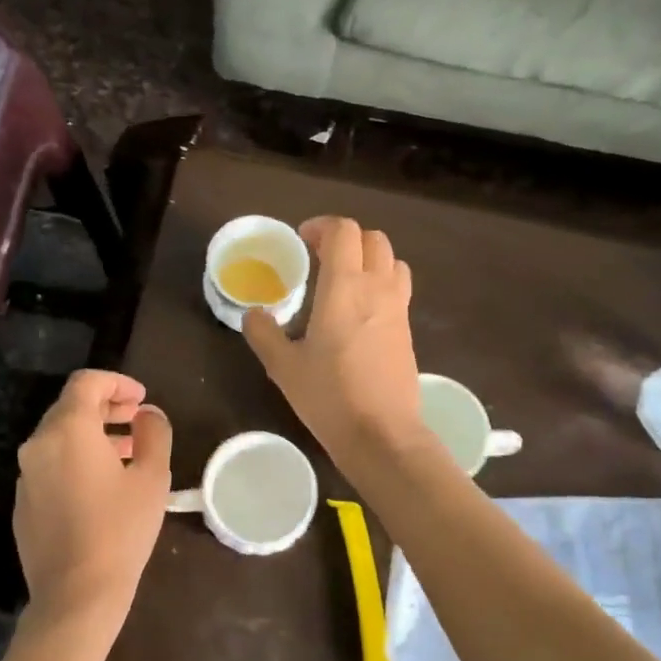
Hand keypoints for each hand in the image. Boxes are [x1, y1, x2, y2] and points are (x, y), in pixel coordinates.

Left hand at [13, 369, 172, 636]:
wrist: (76, 595)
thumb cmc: (120, 530)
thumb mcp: (152, 478)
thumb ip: (153, 433)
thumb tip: (148, 414)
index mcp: (68, 430)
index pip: (86, 382)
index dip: (117, 382)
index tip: (142, 399)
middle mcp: (38, 444)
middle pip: (70, 408)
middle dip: (106, 407)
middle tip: (138, 420)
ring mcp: (26, 475)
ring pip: (60, 438)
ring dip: (93, 435)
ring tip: (127, 453)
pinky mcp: (24, 503)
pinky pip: (50, 466)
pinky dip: (76, 461)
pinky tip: (102, 487)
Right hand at [243, 217, 427, 467]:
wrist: (382, 433)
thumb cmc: (329, 396)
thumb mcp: (284, 367)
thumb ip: (264, 334)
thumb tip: (253, 314)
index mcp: (344, 287)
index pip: (344, 231)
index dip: (322, 226)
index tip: (303, 241)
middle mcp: (377, 288)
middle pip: (373, 238)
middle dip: (347, 239)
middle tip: (321, 257)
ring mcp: (398, 308)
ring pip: (392, 260)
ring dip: (368, 258)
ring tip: (344, 279)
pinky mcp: (407, 330)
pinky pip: (398, 288)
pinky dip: (380, 283)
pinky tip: (359, 312)